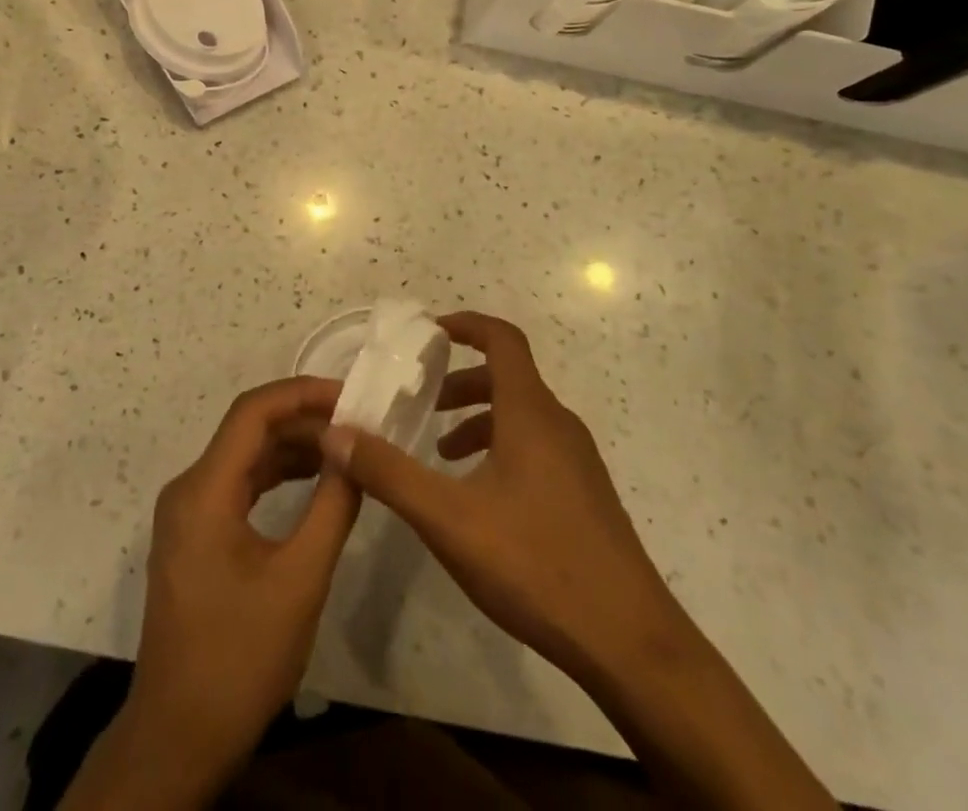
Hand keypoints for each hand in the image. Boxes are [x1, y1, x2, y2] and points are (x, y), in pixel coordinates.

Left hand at [107, 376, 359, 803]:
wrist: (179, 737)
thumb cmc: (240, 657)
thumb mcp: (300, 581)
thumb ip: (332, 507)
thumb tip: (354, 452)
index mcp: (205, 490)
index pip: (253, 412)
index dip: (302, 393)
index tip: (349, 396)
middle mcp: (189, 488)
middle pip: (249, 431)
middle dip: (304, 421)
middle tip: (357, 425)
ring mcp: (188, 513)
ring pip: (245, 457)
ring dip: (293, 448)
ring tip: (345, 450)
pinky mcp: (195, 536)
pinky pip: (239, 486)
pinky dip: (277, 476)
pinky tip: (314, 483)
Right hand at [319, 311, 672, 684]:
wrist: (631, 644)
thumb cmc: (536, 564)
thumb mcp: (448, 519)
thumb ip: (389, 473)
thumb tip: (335, 434)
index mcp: (531, 413)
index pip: (502, 339)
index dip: (466, 324)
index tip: (428, 332)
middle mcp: (558, 424)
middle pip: (507, 377)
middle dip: (459, 380)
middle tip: (420, 400)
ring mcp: (577, 461)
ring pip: (521, 416)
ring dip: (477, 419)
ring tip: (439, 451)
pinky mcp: (585, 495)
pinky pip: (536, 447)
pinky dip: (500, 448)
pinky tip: (478, 497)